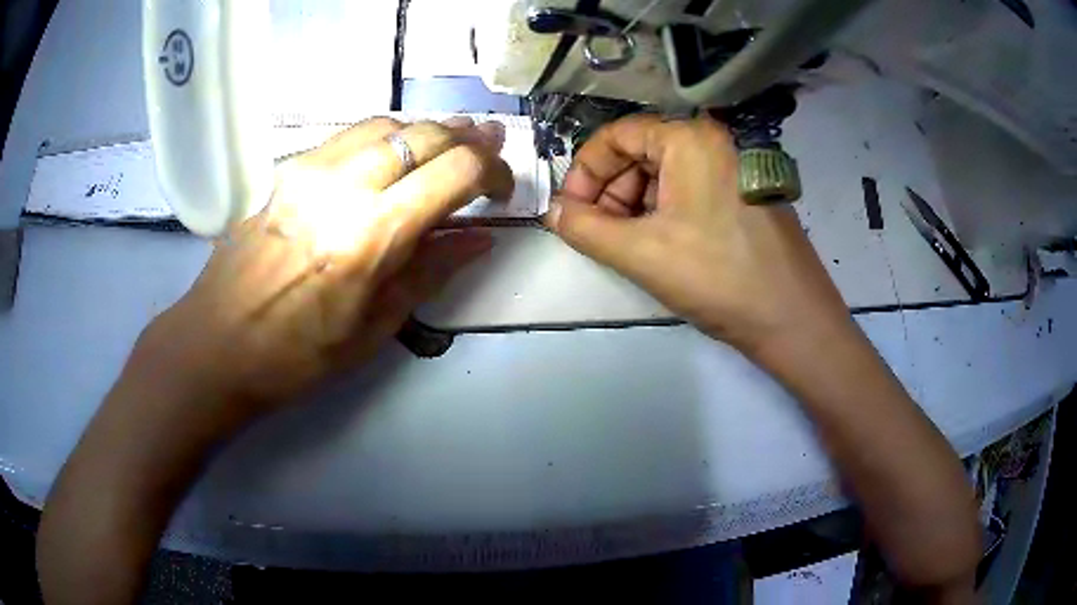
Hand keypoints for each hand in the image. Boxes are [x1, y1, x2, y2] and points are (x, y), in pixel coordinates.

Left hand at [136, 116, 512, 421]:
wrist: (217, 343)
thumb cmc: (297, 355)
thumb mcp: (374, 329)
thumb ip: (431, 272)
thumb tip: (480, 238)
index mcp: (369, 237)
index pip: (454, 171)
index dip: (492, 171)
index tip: (501, 190)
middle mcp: (342, 188)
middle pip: (424, 134)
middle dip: (467, 139)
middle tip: (489, 152)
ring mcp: (309, 171)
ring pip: (387, 123)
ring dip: (427, 131)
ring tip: (449, 146)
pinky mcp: (287, 170)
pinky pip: (349, 135)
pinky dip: (386, 136)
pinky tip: (394, 154)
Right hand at [545, 114, 850, 353]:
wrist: (793, 320)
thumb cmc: (718, 278)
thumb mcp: (641, 253)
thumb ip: (585, 229)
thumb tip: (552, 212)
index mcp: (690, 139)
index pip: (617, 135)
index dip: (586, 171)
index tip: (571, 212)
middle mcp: (715, 141)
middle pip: (642, 152)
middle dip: (611, 192)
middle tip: (600, 234)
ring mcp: (736, 166)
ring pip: (667, 173)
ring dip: (636, 205)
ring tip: (628, 246)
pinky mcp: (747, 192)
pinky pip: (692, 189)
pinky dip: (666, 211)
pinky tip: (661, 245)